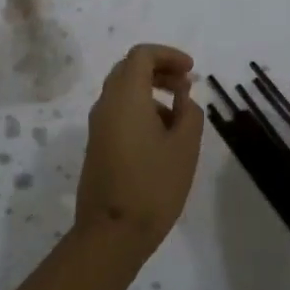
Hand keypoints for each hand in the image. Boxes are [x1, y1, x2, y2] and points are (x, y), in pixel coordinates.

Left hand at [76, 44, 204, 253]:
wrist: (112, 233)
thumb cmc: (153, 185)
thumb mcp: (185, 147)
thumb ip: (189, 113)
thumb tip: (183, 98)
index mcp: (125, 96)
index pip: (141, 55)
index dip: (168, 55)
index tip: (191, 71)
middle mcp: (106, 104)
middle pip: (129, 69)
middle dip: (159, 70)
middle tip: (186, 86)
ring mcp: (98, 125)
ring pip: (123, 91)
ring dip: (151, 92)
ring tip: (180, 117)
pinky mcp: (97, 145)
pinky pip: (119, 112)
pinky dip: (141, 109)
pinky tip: (163, 137)